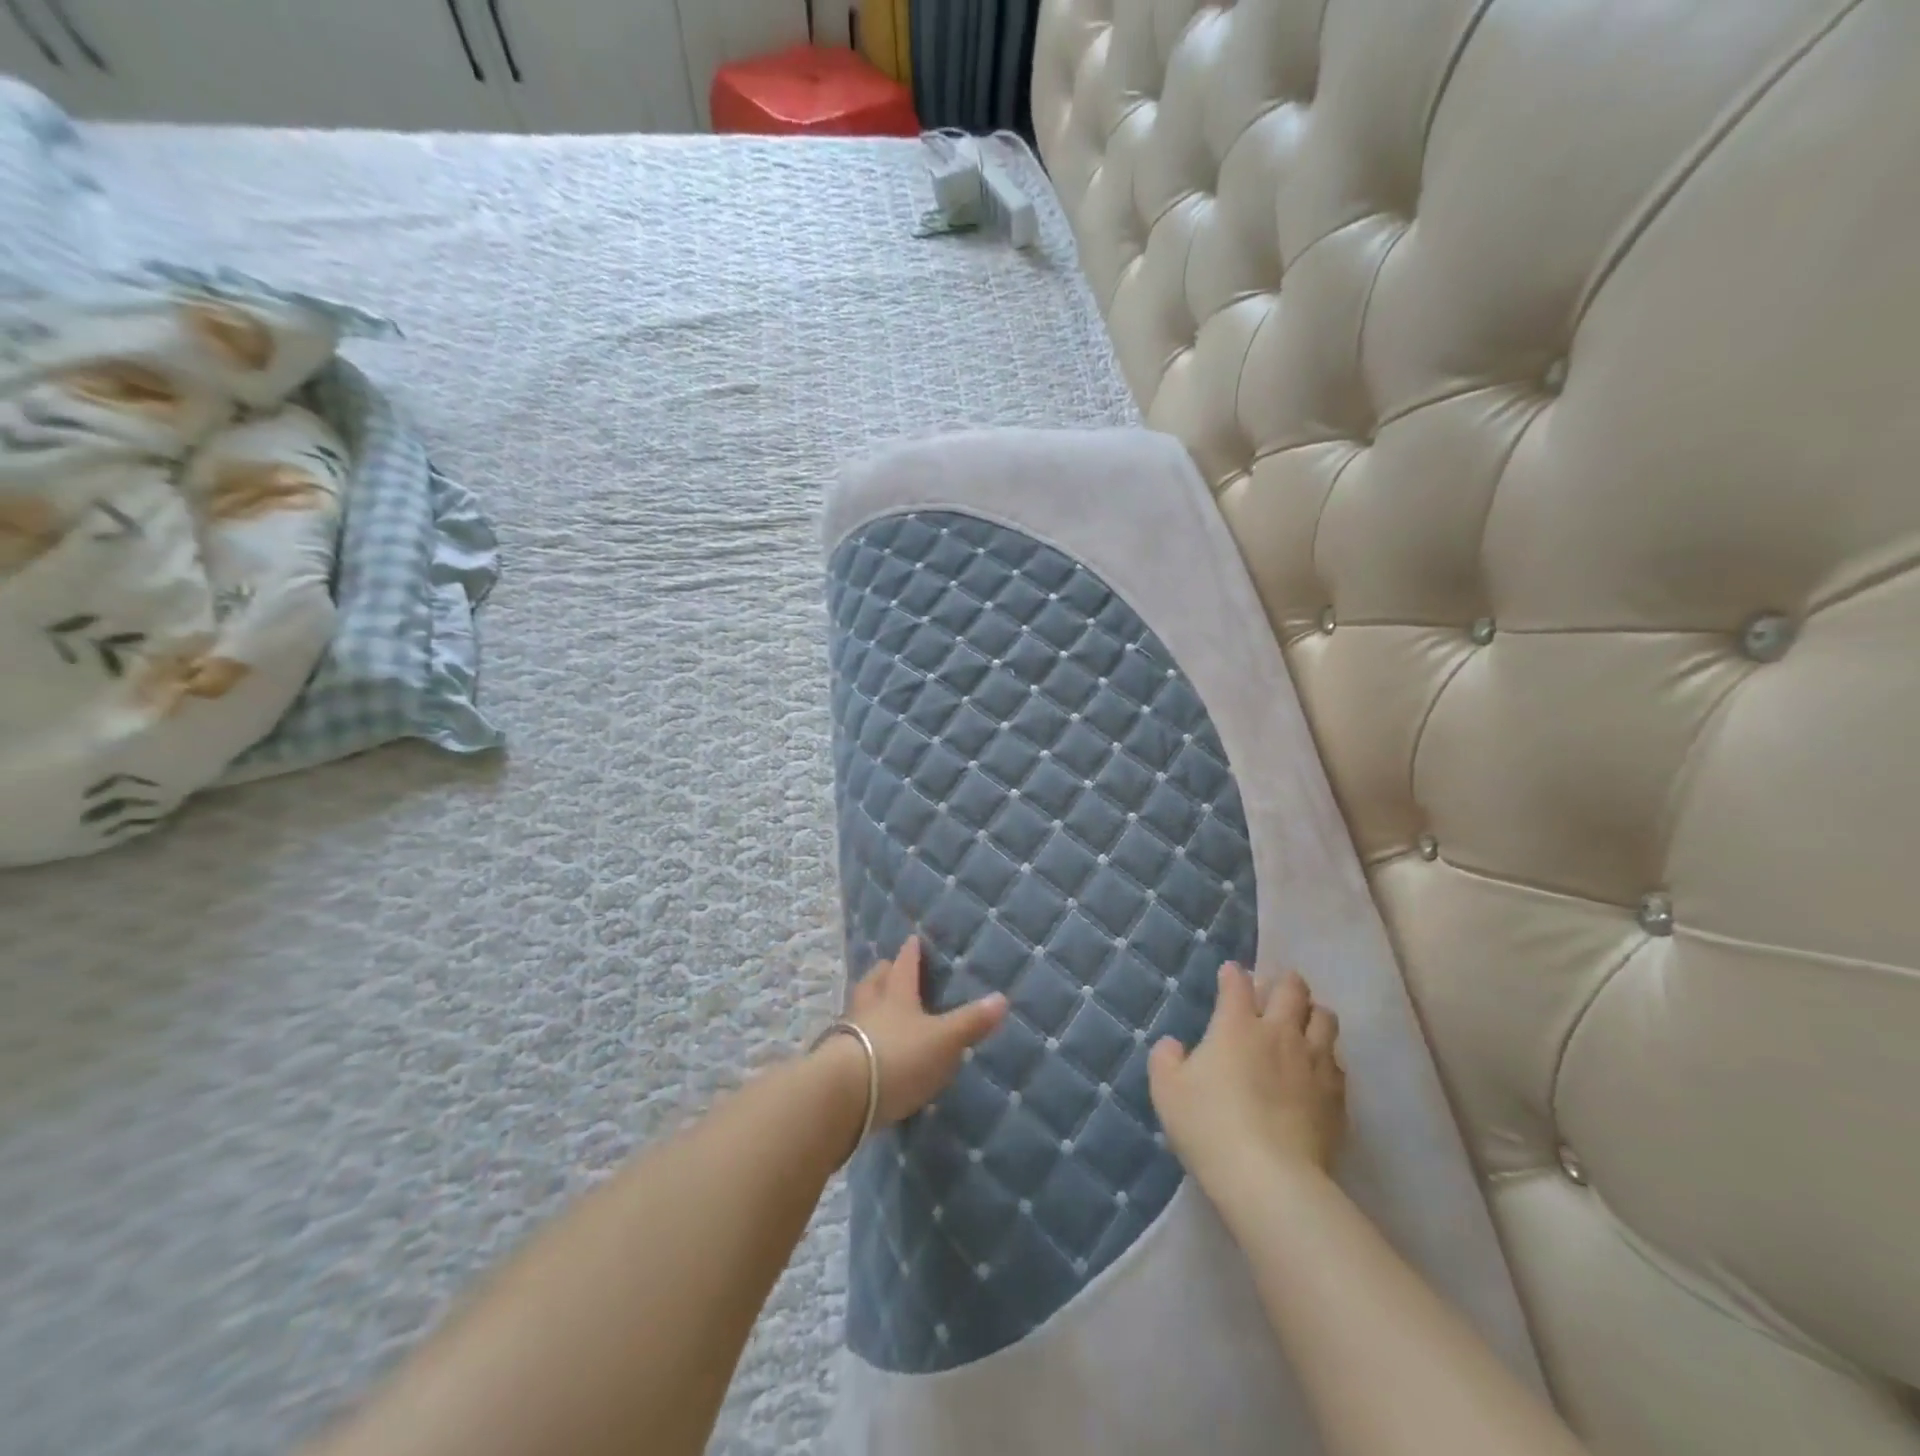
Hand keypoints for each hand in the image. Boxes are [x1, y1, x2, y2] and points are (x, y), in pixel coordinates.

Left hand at [843, 936, 1008, 1126]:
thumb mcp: (943, 1041)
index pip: (905, 968)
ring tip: (875, 1005)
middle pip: (874, 983)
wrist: (844, 1094)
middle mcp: (870, 1008)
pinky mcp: (834, 1063)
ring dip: (867, 1004)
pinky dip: (858, 1037)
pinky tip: (864, 1048)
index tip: (912, 939)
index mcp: (897, 997)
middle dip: (883, 973)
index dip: (910, 954)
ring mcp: (847, 1034)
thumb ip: (971, 1022)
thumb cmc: (899, 1057)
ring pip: (858, 1009)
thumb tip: (1002, 998)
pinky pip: (848, 1040)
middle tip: (887, 967)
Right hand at [1148, 964, 1345, 1197]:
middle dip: (1284, 983)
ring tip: (1302, 1025)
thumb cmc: (1210, 1126)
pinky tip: (1316, 1071)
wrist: (1270, 1179)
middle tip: (1273, 993)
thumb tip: (1174, 1046)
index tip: (1230, 975)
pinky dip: (1327, 1058)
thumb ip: (1166, 1059)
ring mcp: (1314, 1063)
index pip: (1238, 983)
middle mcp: (1280, 1033)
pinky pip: (1337, 1063)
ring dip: (1312, 1015)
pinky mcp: (1336, 1097)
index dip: (1233, 975)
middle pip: (1293, 989)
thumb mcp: (1167, 1091)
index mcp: (1237, 1025)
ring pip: (1325, 1019)